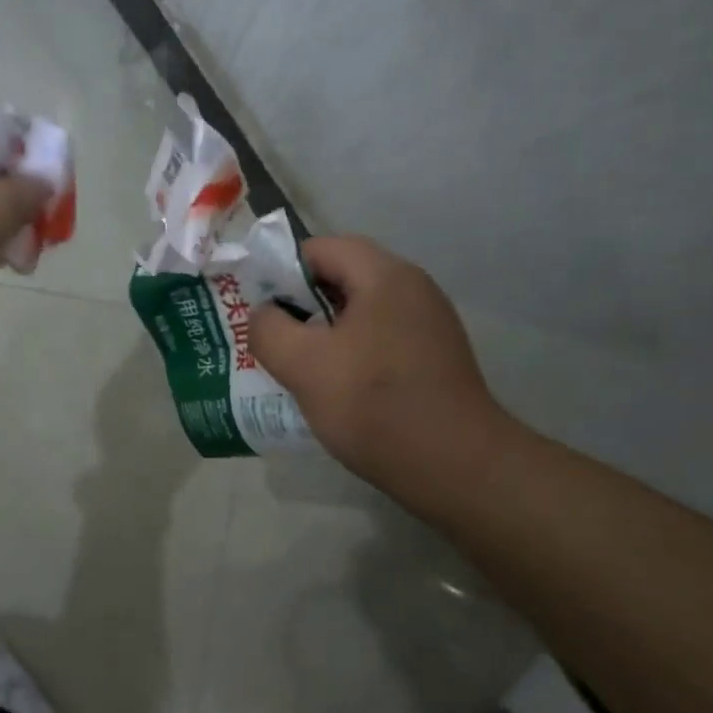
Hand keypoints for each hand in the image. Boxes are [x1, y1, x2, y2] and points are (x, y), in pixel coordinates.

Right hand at [249, 236, 516, 512]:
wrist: (452, 464)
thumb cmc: (372, 404)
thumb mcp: (302, 364)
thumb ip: (269, 329)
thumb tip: (265, 315)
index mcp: (385, 276)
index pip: (323, 248)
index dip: (282, 269)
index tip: (259, 306)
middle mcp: (414, 289)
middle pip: (344, 277)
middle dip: (301, 303)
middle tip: (272, 336)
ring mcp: (429, 325)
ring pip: (361, 312)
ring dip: (324, 331)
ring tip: (297, 365)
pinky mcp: (435, 358)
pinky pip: (380, 339)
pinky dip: (351, 352)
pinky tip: (335, 387)